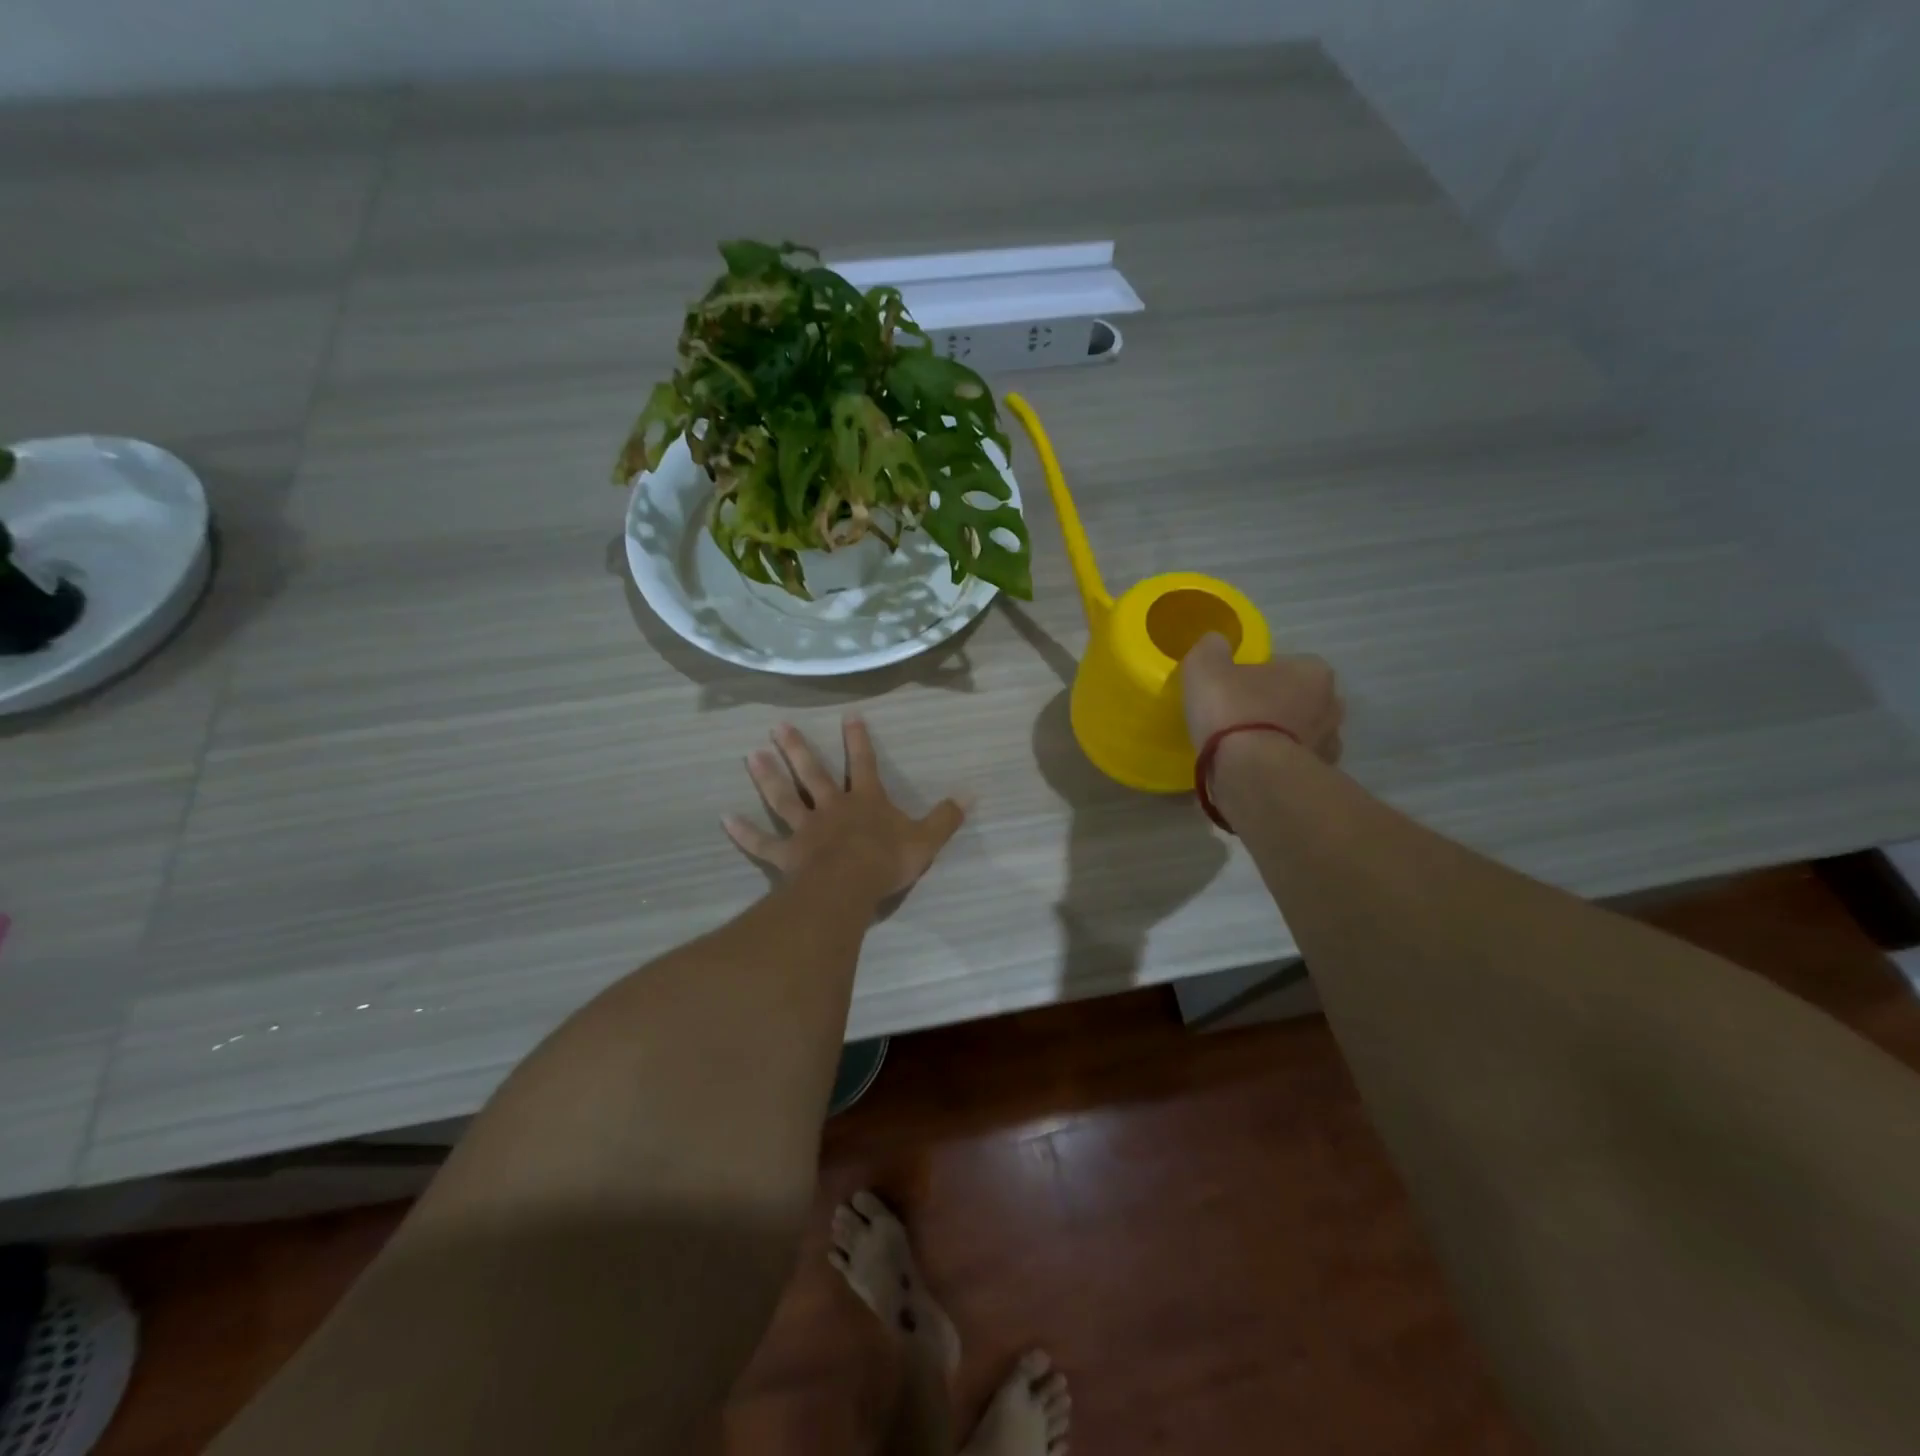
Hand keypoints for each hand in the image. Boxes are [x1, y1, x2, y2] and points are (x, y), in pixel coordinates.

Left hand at [723, 717, 966, 902]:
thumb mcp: (927, 839)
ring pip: (784, 798)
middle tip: (778, 727)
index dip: (857, 739)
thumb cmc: (887, 860)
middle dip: (797, 749)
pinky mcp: (788, 854)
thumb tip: (971, 794)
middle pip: (813, 773)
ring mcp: (806, 829)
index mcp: (866, 800)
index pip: (863, 763)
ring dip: (768, 777)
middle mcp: (832, 807)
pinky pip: (763, 842)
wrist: (850, 886)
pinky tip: (726, 819)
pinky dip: (745, 832)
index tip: (848, 714)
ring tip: (751, 755)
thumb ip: (946, 817)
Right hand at [1180, 633, 1343, 762]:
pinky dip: (1277, 766)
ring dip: (1278, 738)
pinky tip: (1251, 771)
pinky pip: (1293, 765)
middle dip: (1274, 706)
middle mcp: (1331, 705)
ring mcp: (1328, 745)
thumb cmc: (1233, 712)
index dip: (1255, 676)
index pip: (1284, 665)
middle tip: (1238, 718)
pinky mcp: (1317, 779)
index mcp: (1312, 671)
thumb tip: (1216, 643)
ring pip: (1299, 734)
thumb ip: (1210, 649)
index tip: (1232, 690)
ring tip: (1243, 750)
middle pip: (1296, 699)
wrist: (1251, 774)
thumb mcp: (1205, 667)